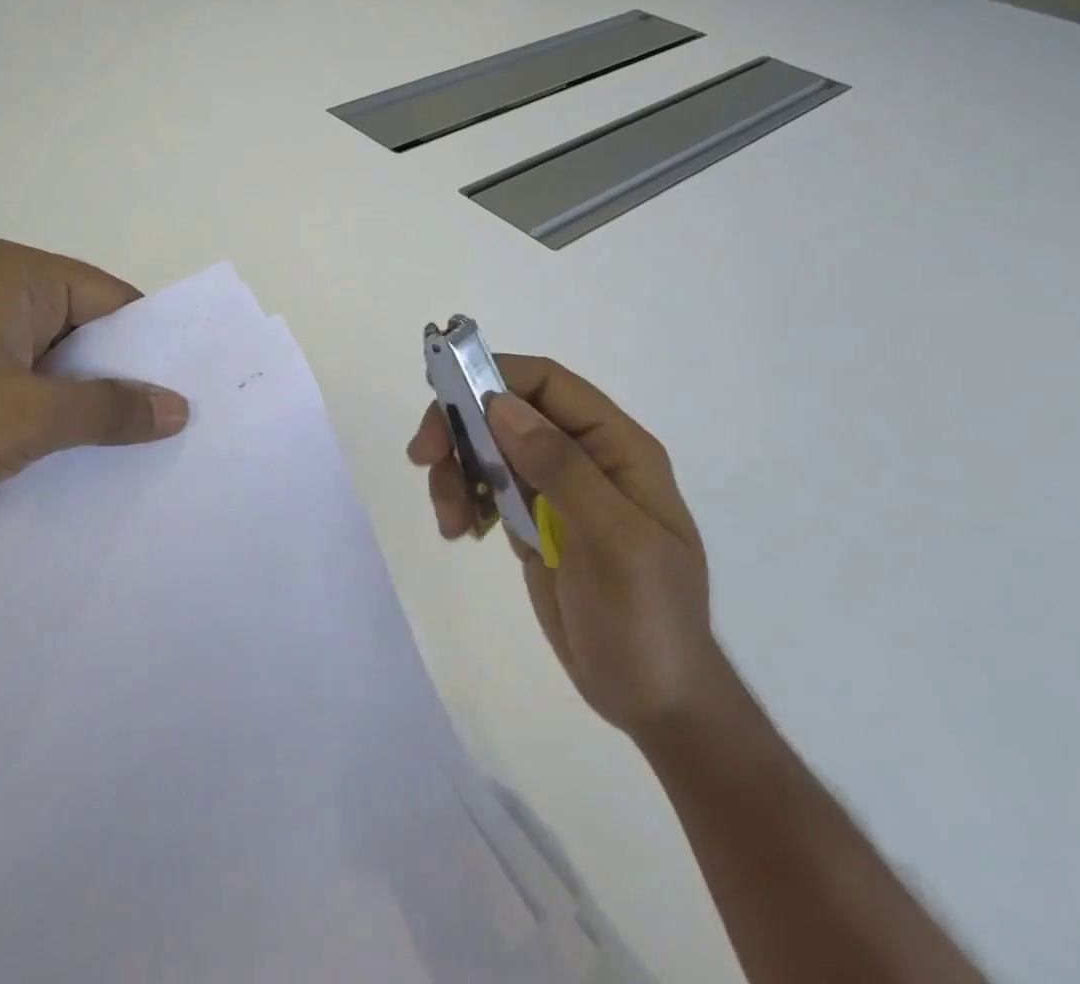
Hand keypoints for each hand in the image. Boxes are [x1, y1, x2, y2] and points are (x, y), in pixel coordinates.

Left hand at [0, 240, 188, 537]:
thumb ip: (109, 410)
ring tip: (124, 443)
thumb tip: (178, 407)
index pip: (113, 300)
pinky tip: (60, 449)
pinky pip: (13, 376)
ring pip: (48, 356)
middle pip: (83, 326)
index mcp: (17, 275)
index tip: (186, 392)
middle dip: (118, 375)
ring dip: (78, 396)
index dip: (152, 346)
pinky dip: (40, 407)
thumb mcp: (26, 419)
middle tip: (166, 424)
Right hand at [408, 356, 723, 739]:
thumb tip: (500, 404)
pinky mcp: (534, 521)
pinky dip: (463, 498)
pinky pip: (486, 487)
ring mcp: (556, 490)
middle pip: (507, 412)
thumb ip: (561, 469)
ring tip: (449, 522)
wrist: (655, 702)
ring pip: (489, 448)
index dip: (494, 377)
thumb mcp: (614, 542)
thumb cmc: (646, 620)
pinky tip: (459, 531)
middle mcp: (584, 457)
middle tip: (424, 460)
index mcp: (616, 447)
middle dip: (461, 427)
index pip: (548, 384)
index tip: (444, 399)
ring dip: (456, 472)